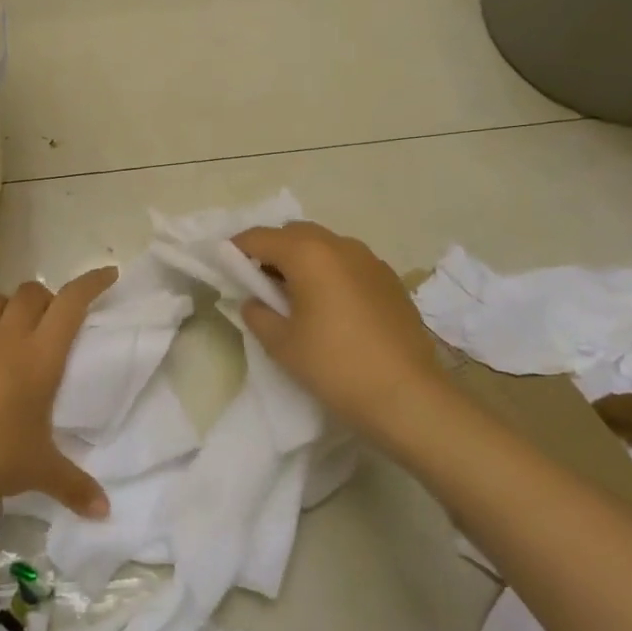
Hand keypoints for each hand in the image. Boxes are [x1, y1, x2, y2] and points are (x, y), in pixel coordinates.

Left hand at [0, 270, 117, 517]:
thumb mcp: (40, 472)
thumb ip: (75, 486)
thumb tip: (104, 512)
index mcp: (41, 356)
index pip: (72, 304)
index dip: (91, 284)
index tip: (107, 274)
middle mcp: (7, 336)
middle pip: (30, 294)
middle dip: (44, 298)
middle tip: (48, 317)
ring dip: (2, 304)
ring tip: (6, 318)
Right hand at [232, 221, 447, 431]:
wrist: (408, 396)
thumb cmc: (335, 366)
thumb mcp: (281, 344)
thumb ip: (258, 313)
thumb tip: (255, 300)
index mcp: (308, 254)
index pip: (260, 237)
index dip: (236, 248)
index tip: (223, 265)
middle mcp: (340, 246)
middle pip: (294, 234)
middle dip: (271, 250)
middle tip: (257, 281)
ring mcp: (371, 261)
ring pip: (325, 246)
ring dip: (303, 260)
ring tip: (294, 295)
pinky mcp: (390, 281)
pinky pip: (349, 264)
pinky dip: (330, 272)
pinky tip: (330, 306)